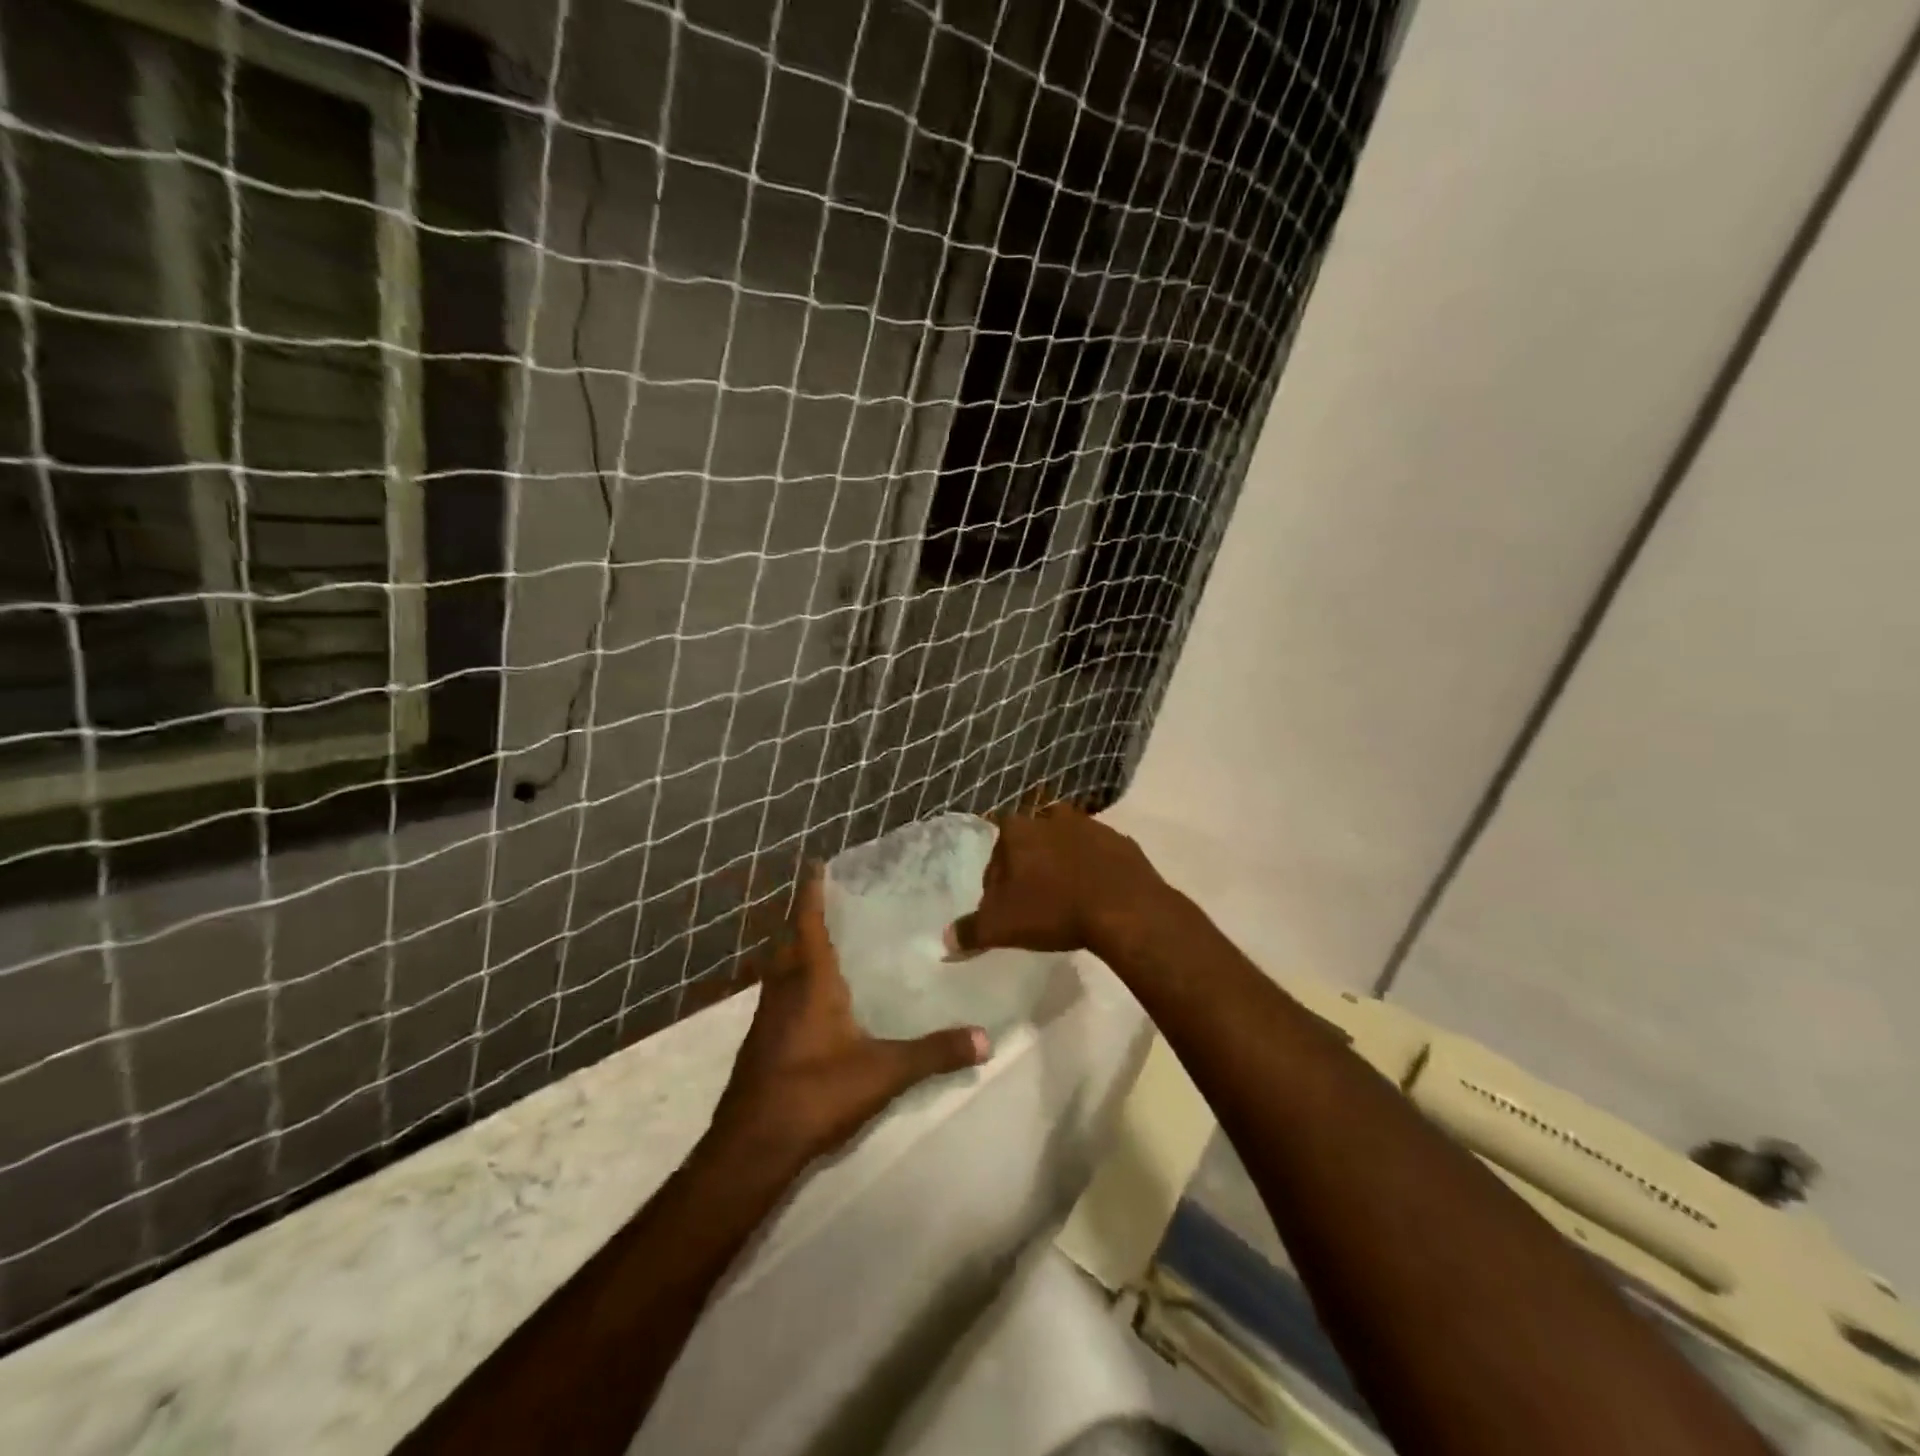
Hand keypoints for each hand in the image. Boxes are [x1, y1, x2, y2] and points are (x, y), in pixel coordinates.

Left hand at [709, 868, 988, 1175]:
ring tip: (828, 941)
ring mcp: (767, 1017)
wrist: (752, 1146)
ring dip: (798, 948)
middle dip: (806, 916)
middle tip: (832, 899)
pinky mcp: (761, 1042)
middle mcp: (783, 989)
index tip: (815, 863)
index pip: (808, 922)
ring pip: (781, 968)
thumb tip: (985, 1039)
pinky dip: (794, 980)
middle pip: (791, 940)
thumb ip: (934, 1053)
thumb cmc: (816, 1092)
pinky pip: (779, 994)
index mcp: (809, 980)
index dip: (811, 891)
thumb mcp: (883, 1072)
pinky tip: (816, 999)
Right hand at [944, 803, 1169, 960]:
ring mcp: (1090, 826)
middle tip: (1034, 898)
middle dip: (1030, 863)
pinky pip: (1098, 853)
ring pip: (1066, 842)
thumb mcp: (1002, 927)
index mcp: (1020, 831)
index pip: (997, 845)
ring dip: (1062, 862)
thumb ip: (970, 931)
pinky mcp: (1121, 841)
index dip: (997, 873)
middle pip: (1032, 840)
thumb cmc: (1054, 910)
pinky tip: (1095, 895)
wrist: (1125, 908)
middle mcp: (1052, 818)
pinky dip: (1093, 868)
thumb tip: (945, 942)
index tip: (1003, 900)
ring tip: (1065, 896)